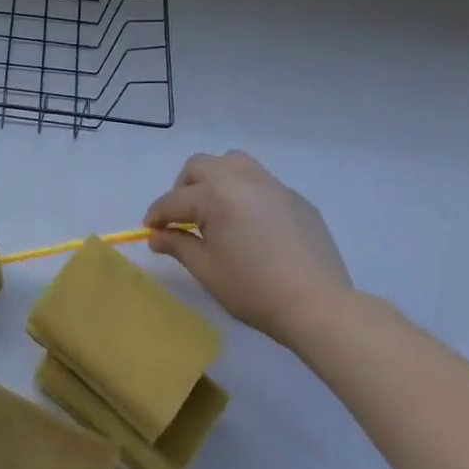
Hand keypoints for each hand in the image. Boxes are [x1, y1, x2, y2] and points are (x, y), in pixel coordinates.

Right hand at [144, 150, 353, 345]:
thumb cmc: (254, 290)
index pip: (174, 200)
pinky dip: (244, 192)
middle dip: (183, 188)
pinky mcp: (296, 199)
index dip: (157, 215)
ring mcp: (273, 186)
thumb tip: (156, 235)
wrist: (319, 306)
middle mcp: (242, 180)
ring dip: (215, 178)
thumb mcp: (207, 270)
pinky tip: (250, 223)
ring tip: (215, 208)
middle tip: (182, 218)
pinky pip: (261, 181)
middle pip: (200, 166)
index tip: (149, 230)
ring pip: (233, 162)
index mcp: (216, 196)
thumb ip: (177, 245)